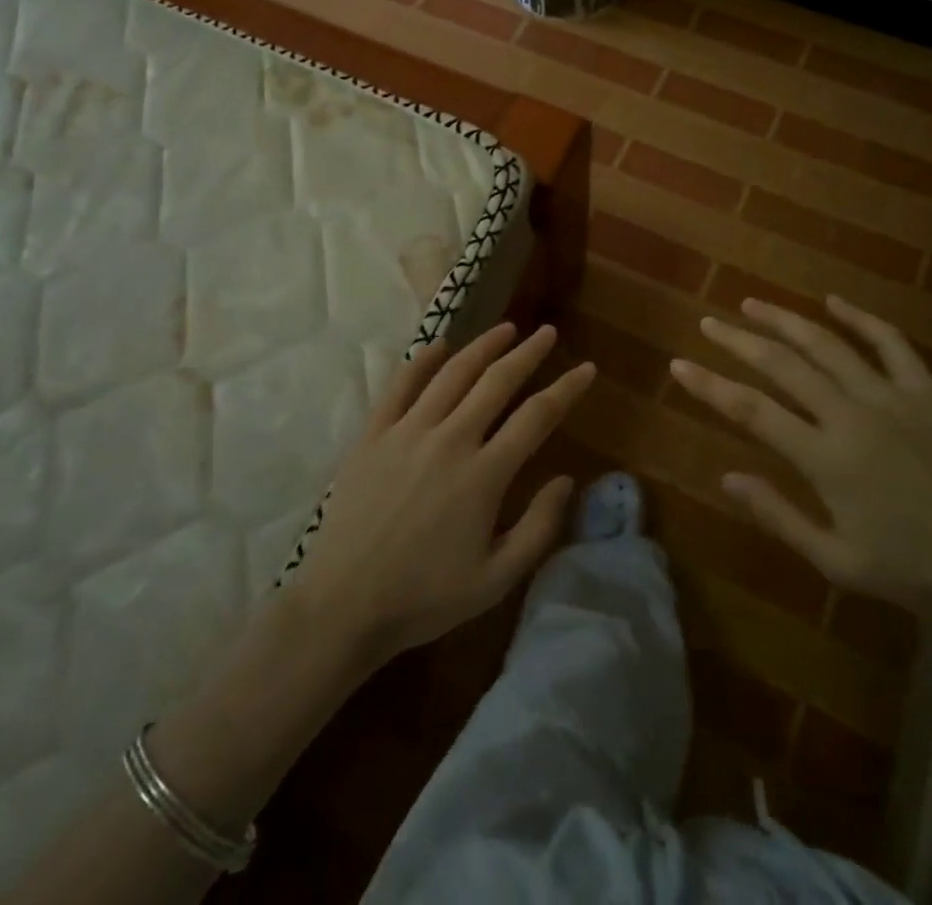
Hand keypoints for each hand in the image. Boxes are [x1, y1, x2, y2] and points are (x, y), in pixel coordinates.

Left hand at [285, 323, 593, 665]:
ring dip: (482, 347)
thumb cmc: (425, 596)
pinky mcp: (374, 434)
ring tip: (505, 329)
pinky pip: (401, 385)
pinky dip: (423, 360)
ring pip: (452, 374)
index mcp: (484, 474)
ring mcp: (408, 431)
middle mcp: (450, 439)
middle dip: (527, 354)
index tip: (587, 369)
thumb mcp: (496, 579)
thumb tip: (567, 480)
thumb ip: (539, 527)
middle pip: (496, 382)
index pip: (536, 417)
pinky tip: (439, 344)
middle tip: (547, 333)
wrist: (344, 603)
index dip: (566, 389)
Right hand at [670, 295, 931, 632]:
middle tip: (709, 322)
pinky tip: (834, 301)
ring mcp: (892, 397)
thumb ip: (779, 515)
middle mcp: (852, 415)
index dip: (710, 385)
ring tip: (753, 304)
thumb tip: (727, 477)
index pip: (751, 409)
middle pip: (782, 364)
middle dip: (739, 340)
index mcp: (827, 459)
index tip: (679, 364)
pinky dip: (860, 317)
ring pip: (827, 344)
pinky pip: (890, 343)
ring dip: (786, 320)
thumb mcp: (839, 561)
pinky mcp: (927, 392)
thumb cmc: (916, 572)